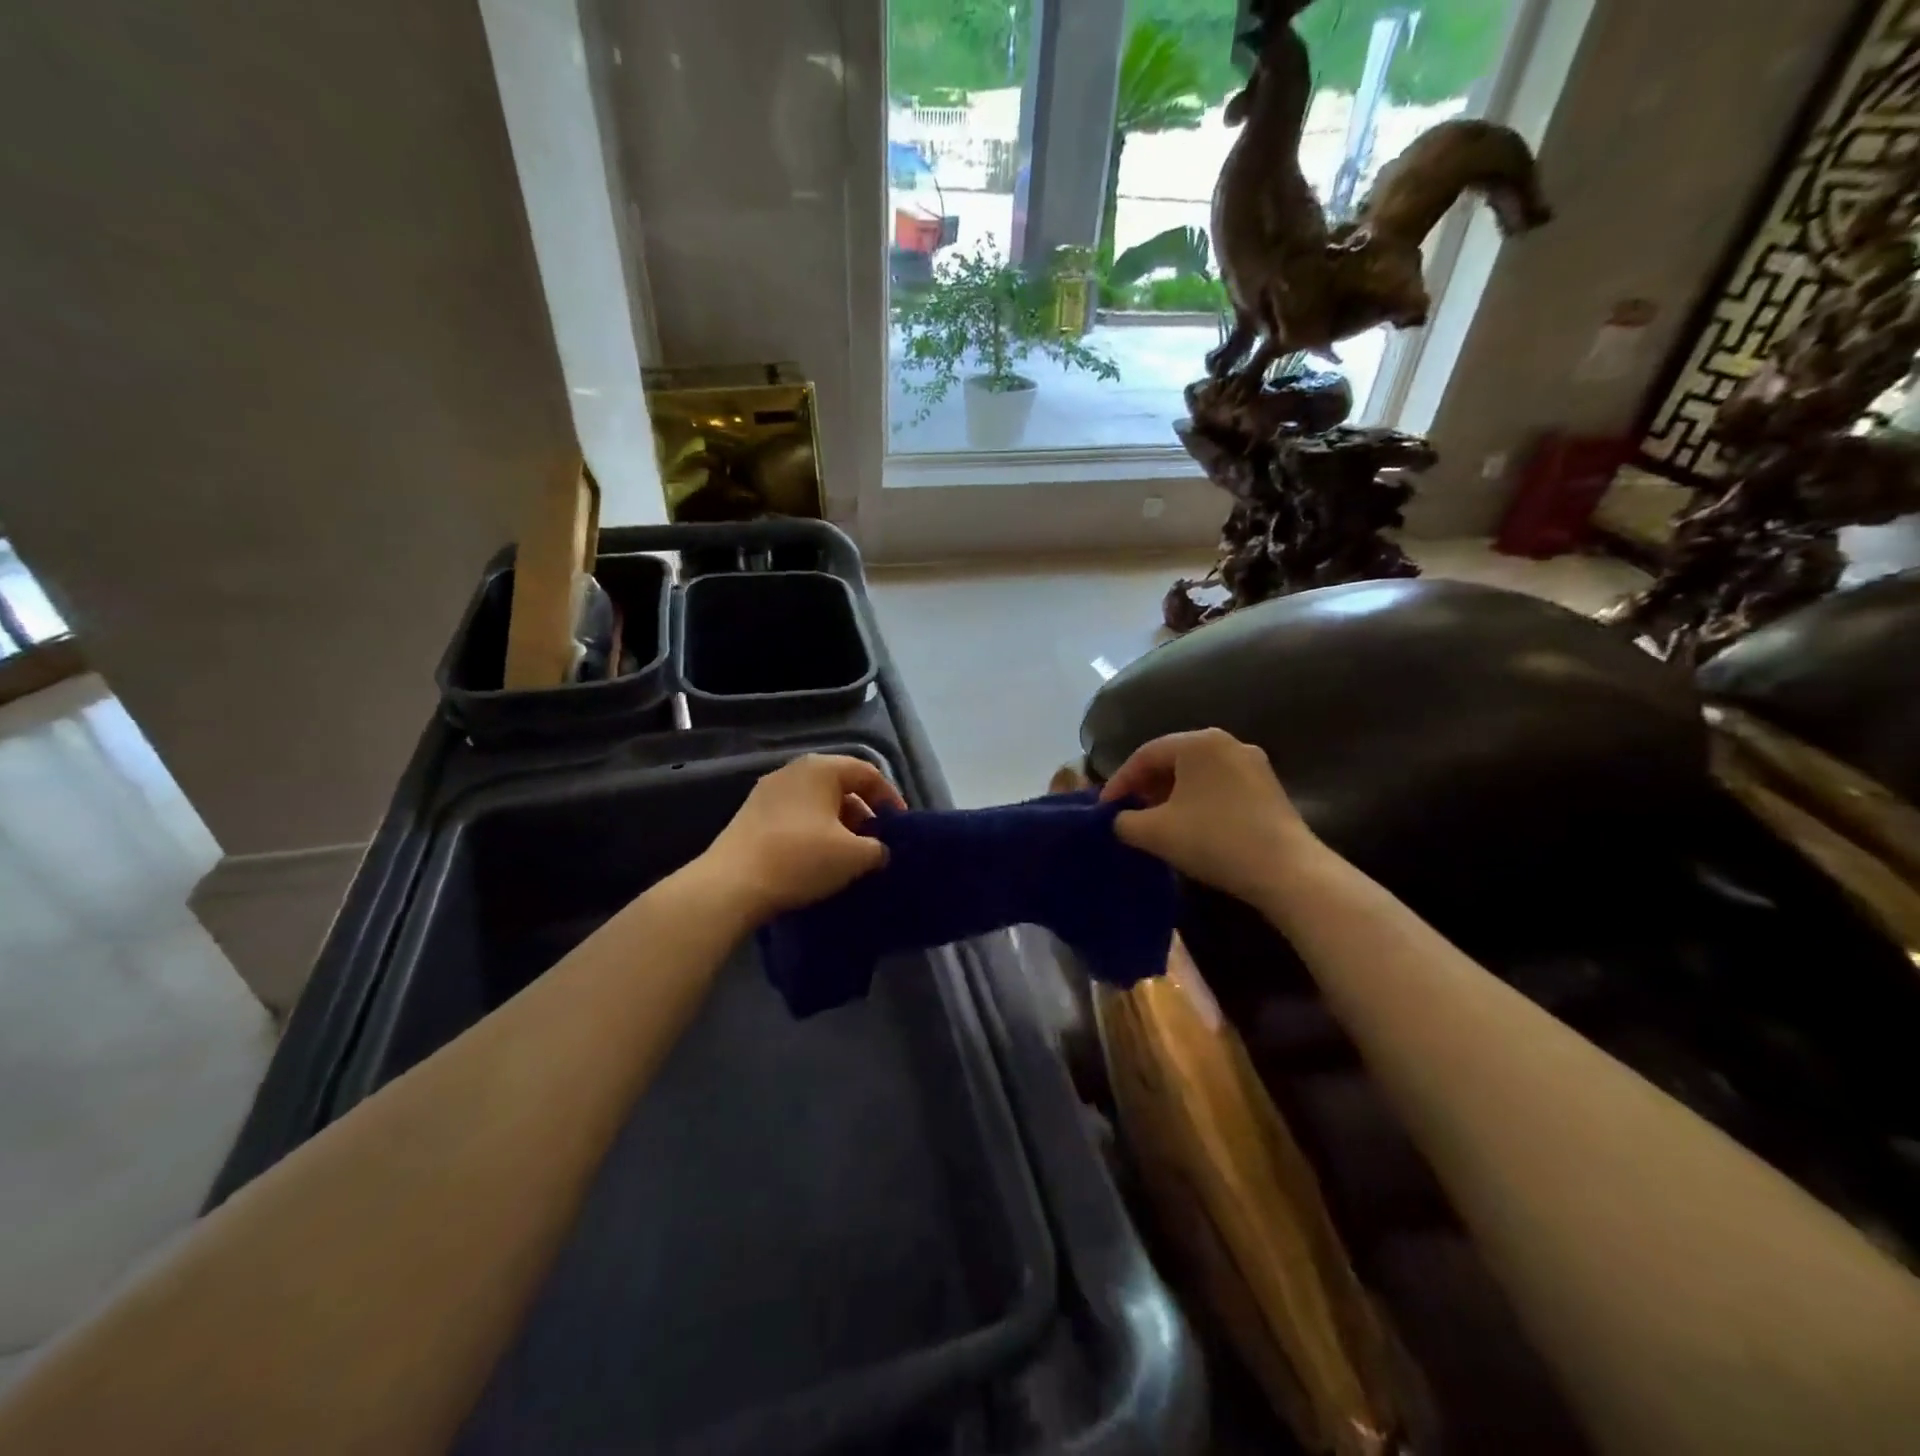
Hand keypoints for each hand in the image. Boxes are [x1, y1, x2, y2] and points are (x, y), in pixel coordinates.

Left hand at [701, 754, 906, 922]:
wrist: (731, 884)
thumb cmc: (801, 858)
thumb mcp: (854, 856)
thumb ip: (878, 848)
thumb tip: (879, 850)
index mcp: (821, 768)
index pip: (868, 773)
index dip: (890, 798)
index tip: (901, 826)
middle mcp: (793, 771)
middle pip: (840, 786)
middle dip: (863, 814)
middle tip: (876, 843)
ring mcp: (768, 792)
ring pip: (816, 803)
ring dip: (838, 825)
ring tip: (848, 856)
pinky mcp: (751, 816)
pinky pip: (795, 816)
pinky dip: (813, 832)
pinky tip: (817, 860)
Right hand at [1100, 728, 1319, 905]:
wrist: (1286, 870)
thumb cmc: (1213, 840)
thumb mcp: (1155, 832)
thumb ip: (1124, 821)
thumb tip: (1119, 820)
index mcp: (1198, 742)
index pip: (1145, 755)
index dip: (1119, 781)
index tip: (1104, 809)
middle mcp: (1226, 742)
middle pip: (1172, 760)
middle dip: (1145, 786)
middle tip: (1128, 812)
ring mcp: (1252, 763)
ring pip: (1197, 774)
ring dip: (1170, 794)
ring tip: (1155, 821)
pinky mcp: (1268, 787)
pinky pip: (1219, 785)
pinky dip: (1196, 800)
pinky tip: (1189, 825)